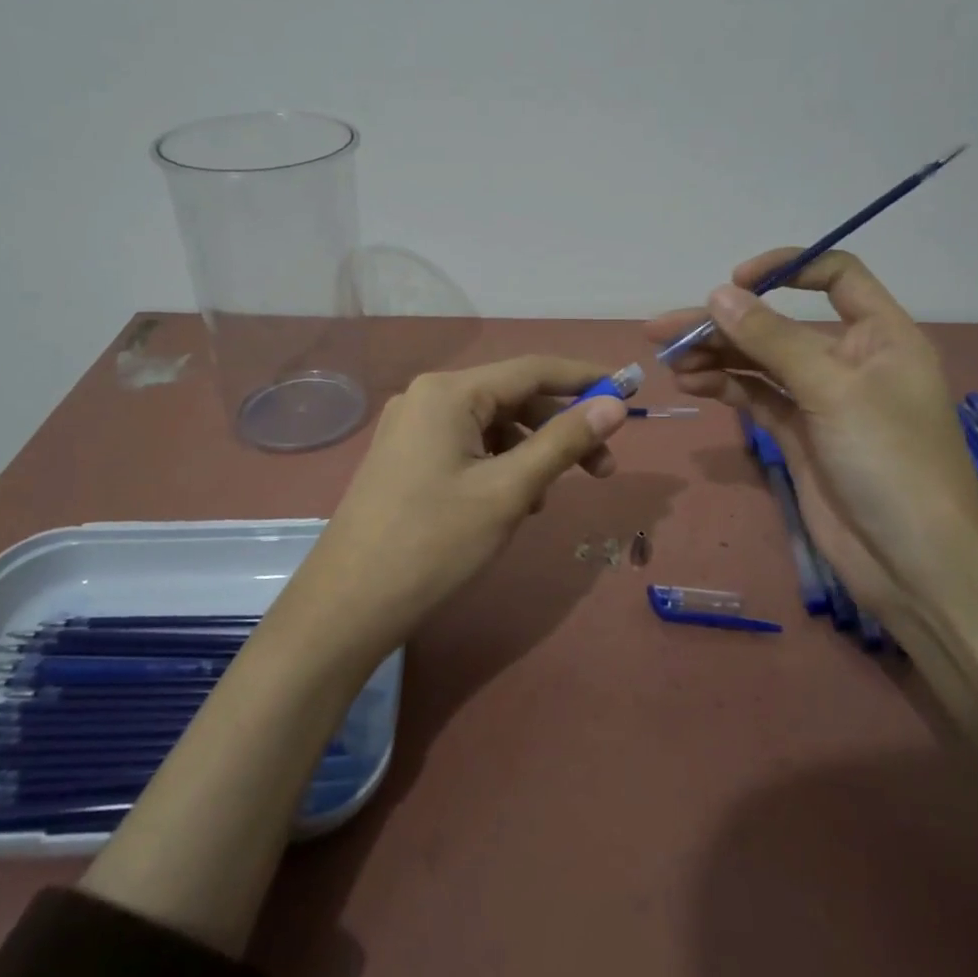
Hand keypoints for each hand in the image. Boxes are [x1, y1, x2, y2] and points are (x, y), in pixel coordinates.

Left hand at [275, 357, 628, 666]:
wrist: (348, 606)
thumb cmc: (434, 544)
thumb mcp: (509, 491)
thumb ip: (564, 442)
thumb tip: (614, 405)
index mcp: (448, 391)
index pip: (532, 370)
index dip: (585, 379)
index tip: (629, 393)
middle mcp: (427, 397)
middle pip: (512, 398)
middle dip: (560, 429)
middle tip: (603, 471)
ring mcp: (411, 428)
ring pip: (490, 426)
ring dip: (530, 453)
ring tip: (546, 499)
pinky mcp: (405, 457)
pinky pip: (466, 447)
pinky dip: (499, 466)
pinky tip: (513, 503)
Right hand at [643, 250, 977, 609]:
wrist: (914, 565)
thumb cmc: (890, 462)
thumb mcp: (832, 391)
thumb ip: (772, 339)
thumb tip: (718, 293)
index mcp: (881, 335)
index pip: (836, 277)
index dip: (786, 268)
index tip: (734, 282)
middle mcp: (850, 360)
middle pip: (779, 324)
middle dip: (723, 323)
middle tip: (663, 329)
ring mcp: (822, 401)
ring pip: (760, 362)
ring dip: (716, 356)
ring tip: (669, 360)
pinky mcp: (800, 435)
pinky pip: (757, 398)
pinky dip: (725, 388)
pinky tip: (691, 384)